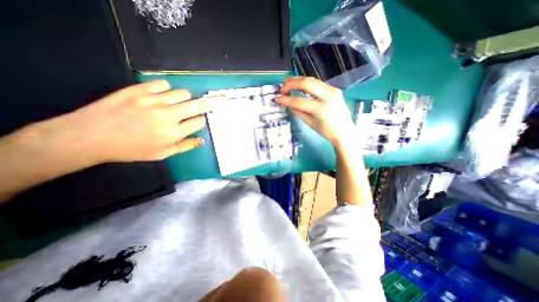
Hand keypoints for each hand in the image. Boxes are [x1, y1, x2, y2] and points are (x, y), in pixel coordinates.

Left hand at [52, 80, 215, 162]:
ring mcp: (154, 100)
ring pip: (184, 93)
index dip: (200, 121)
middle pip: (199, 105)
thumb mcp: (162, 154)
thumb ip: (185, 146)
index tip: (197, 121)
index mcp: (174, 133)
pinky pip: (164, 84)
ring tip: (178, 103)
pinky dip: (167, 89)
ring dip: (186, 98)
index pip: (199, 122)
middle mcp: (168, 116)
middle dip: (213, 102)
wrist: (90, 136)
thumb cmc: (131, 149)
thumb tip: (202, 140)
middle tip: (223, 99)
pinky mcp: (139, 89)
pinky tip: (161, 96)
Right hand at [275, 76, 356, 146]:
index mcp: (322, 109)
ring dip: (298, 80)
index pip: (299, 101)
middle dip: (292, 83)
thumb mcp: (310, 123)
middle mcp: (329, 96)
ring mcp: (333, 90)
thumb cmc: (327, 132)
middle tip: (282, 87)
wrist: (345, 132)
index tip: (276, 98)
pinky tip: (299, 85)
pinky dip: (307, 83)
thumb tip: (287, 103)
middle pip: (307, 83)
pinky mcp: (335, 89)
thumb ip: (297, 112)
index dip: (286, 99)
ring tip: (287, 82)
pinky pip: (318, 83)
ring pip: (313, 80)